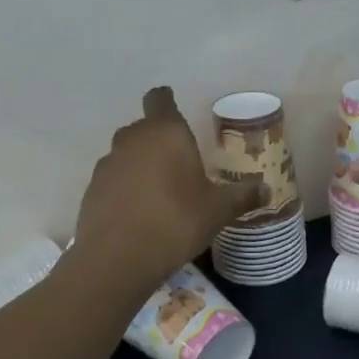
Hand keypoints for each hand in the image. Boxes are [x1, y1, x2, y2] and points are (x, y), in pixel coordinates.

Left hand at [74, 87, 262, 284]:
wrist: (117, 259)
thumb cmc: (176, 221)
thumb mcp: (218, 211)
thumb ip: (242, 196)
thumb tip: (266, 189)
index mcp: (165, 133)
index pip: (160, 99)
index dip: (166, 100)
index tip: (174, 107)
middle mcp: (132, 139)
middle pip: (144, 127)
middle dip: (159, 139)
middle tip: (179, 161)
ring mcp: (108, 164)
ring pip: (127, 153)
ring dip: (140, 164)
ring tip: (159, 191)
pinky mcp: (92, 190)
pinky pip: (114, 179)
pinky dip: (125, 187)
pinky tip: (138, 212)